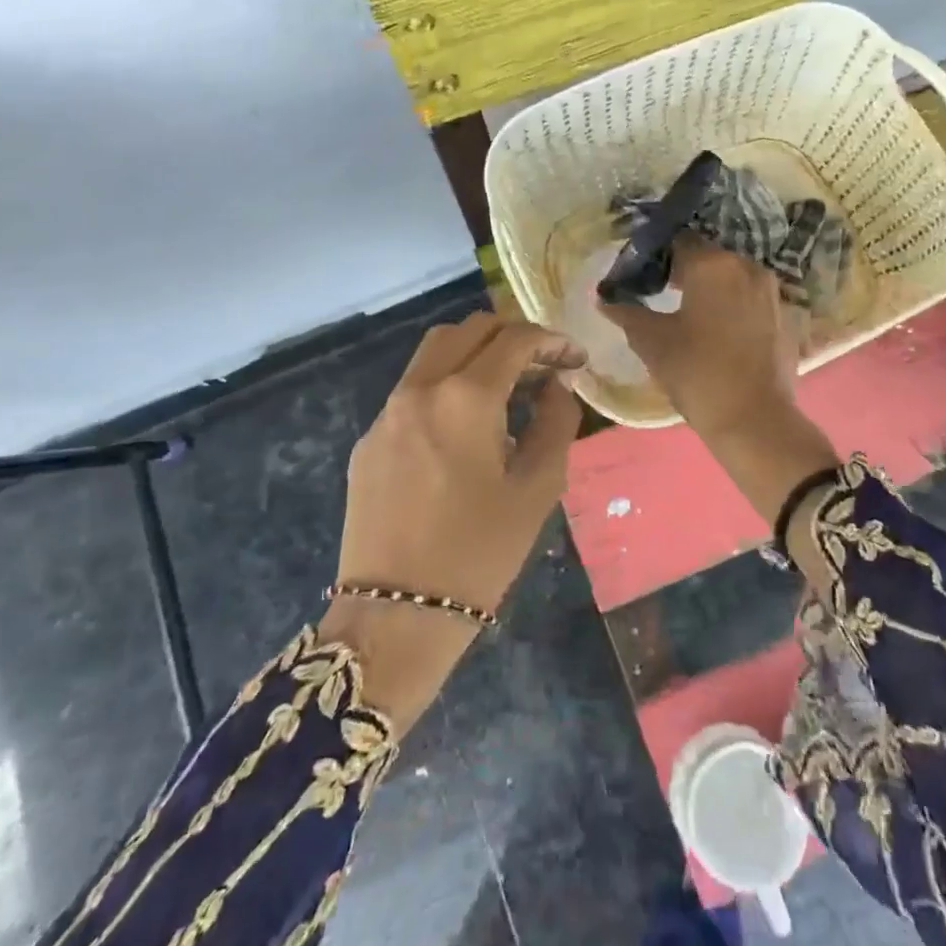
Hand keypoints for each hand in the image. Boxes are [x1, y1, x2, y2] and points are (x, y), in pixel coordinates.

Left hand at [323, 313, 584, 726]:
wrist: (395, 617)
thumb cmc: (479, 554)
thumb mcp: (537, 488)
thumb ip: (556, 422)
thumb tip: (557, 385)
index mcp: (466, 397)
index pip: (515, 339)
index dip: (552, 340)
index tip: (575, 359)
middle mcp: (421, 389)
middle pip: (469, 329)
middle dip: (512, 335)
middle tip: (543, 364)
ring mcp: (387, 412)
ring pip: (435, 351)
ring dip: (475, 352)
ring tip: (507, 386)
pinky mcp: (369, 439)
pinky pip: (413, 390)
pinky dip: (446, 384)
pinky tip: (465, 427)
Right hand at [600, 241, 838, 522]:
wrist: (755, 421)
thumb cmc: (697, 373)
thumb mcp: (652, 342)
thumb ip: (627, 313)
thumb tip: (604, 299)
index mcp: (712, 264)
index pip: (677, 240)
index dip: (656, 255)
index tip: (641, 276)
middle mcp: (746, 265)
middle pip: (707, 256)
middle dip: (683, 270)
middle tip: (659, 294)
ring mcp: (770, 289)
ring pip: (731, 276)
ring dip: (710, 287)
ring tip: (687, 313)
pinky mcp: (784, 314)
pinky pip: (749, 297)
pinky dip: (732, 304)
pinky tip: (716, 330)